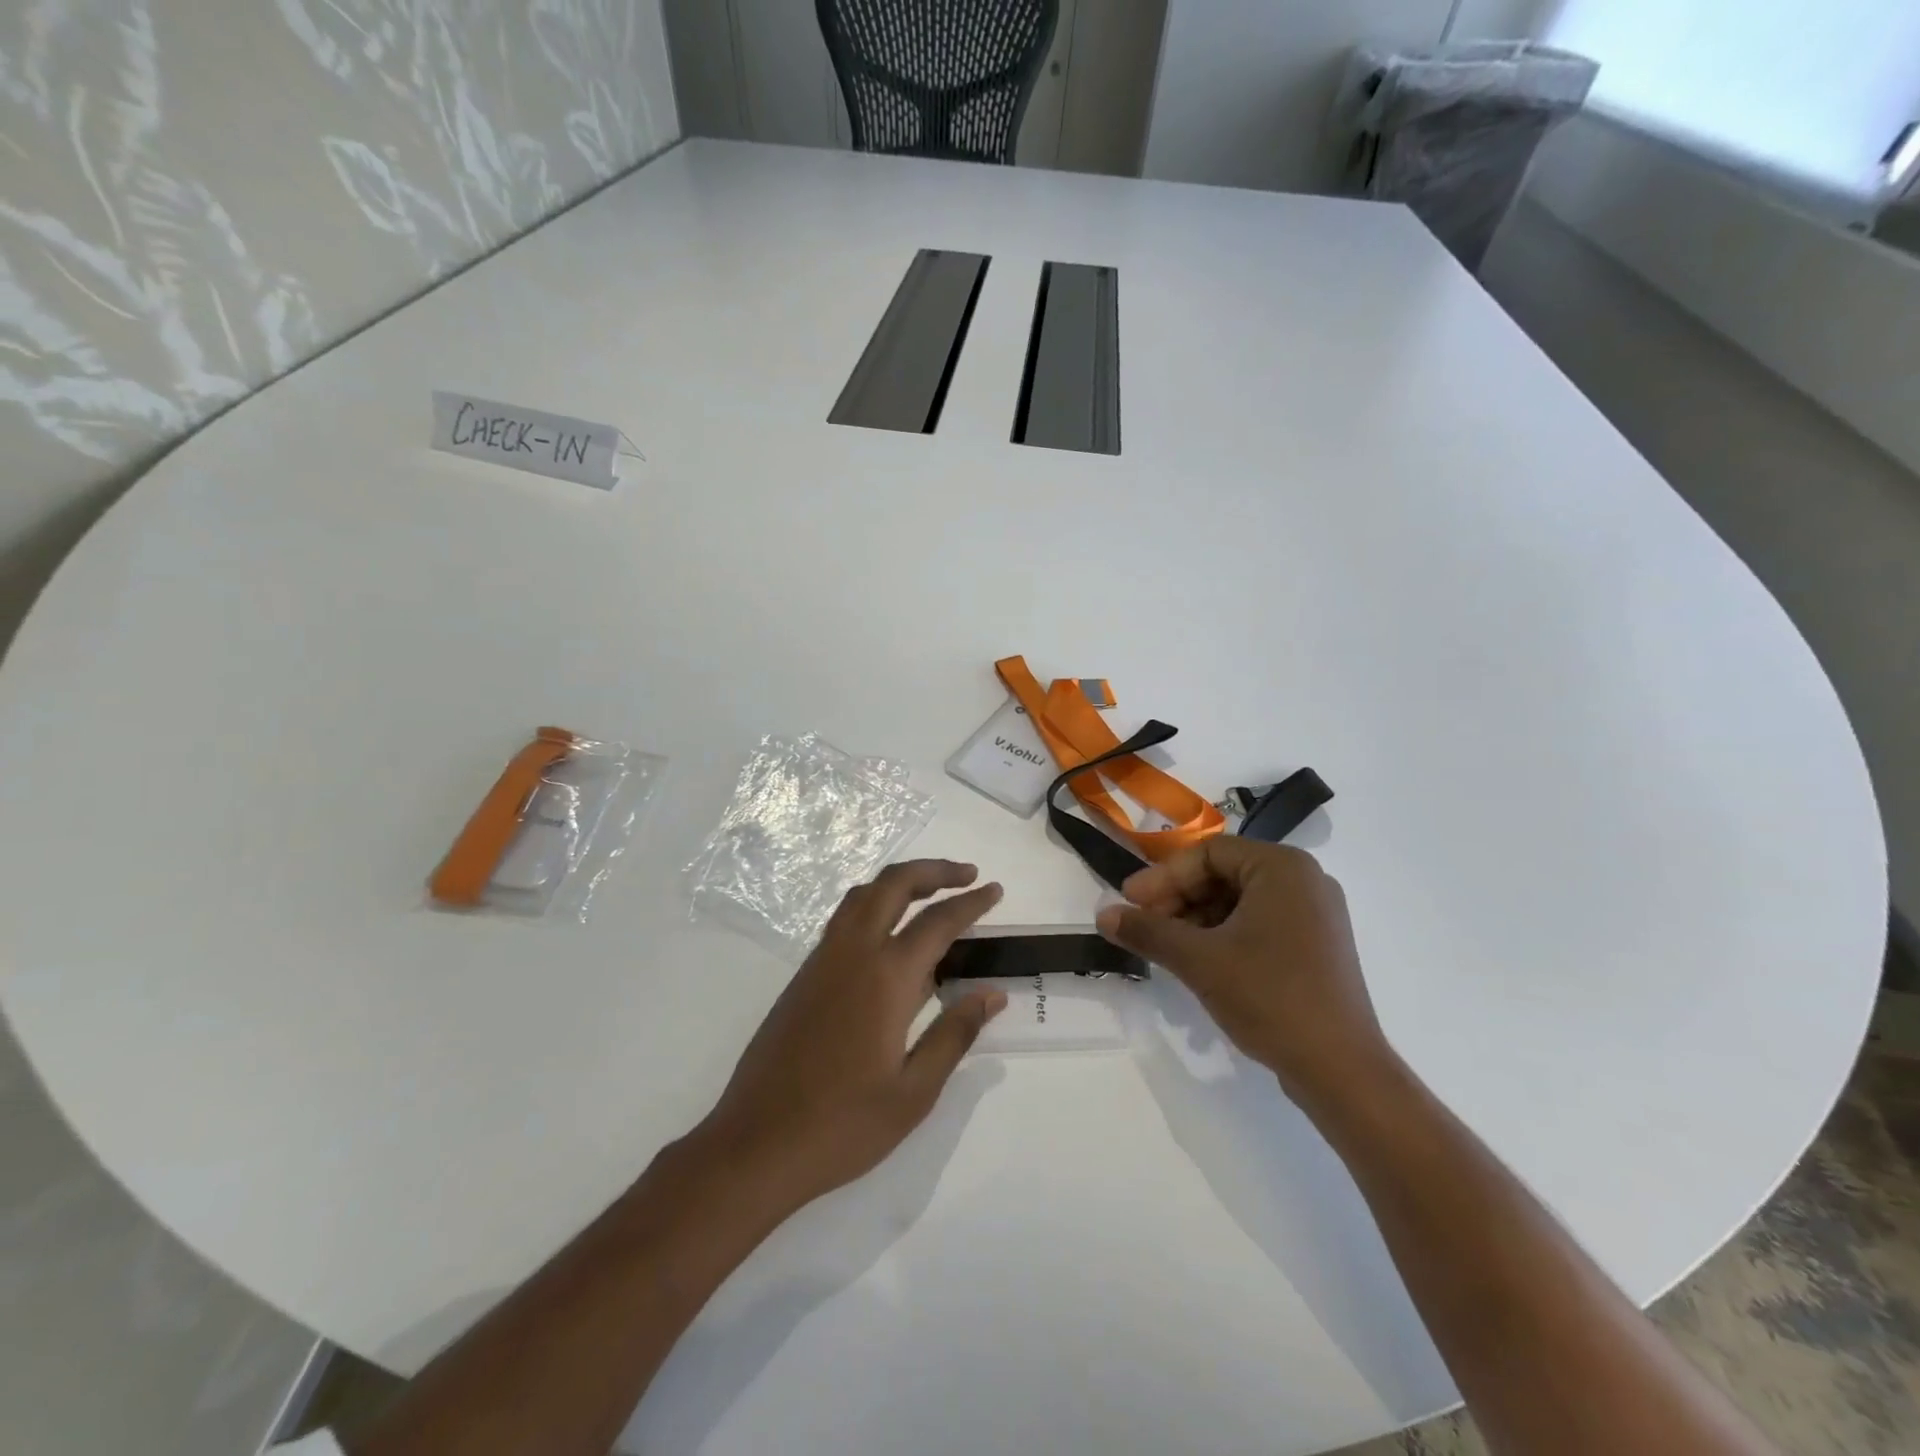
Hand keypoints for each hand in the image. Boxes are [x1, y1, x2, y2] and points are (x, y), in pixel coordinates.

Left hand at [689, 860, 1006, 1217]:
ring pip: (862, 896)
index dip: (971, 903)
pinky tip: (889, 936)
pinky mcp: (803, 977)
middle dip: (933, 871)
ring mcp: (822, 961)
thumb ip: (954, 1034)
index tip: (996, 891)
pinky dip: (874, 905)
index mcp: (886, 977)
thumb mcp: (914, 1092)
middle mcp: (852, 954)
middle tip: (967, 875)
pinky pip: (843, 920)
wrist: (756, 1144)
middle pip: (893, 885)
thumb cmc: (843, 1125)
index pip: (938, 921)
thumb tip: (993, 994)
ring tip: (931, 893)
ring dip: (899, 882)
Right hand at [1095, 839, 1390, 1112]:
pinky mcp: (1316, 946)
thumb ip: (1147, 931)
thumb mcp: (1198, 960)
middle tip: (1143, 926)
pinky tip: (1198, 962)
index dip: (1162, 877)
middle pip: (1223, 875)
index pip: (1207, 853)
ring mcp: (1315, 915)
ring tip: (1166, 948)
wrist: (1341, 1070)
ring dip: (1195, 920)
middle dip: (1177, 899)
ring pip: (1238, 902)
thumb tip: (1102, 915)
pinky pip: (1258, 924)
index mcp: (1282, 867)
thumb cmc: (1269, 996)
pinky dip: (1223, 936)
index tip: (1129, 903)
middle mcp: (1305, 880)